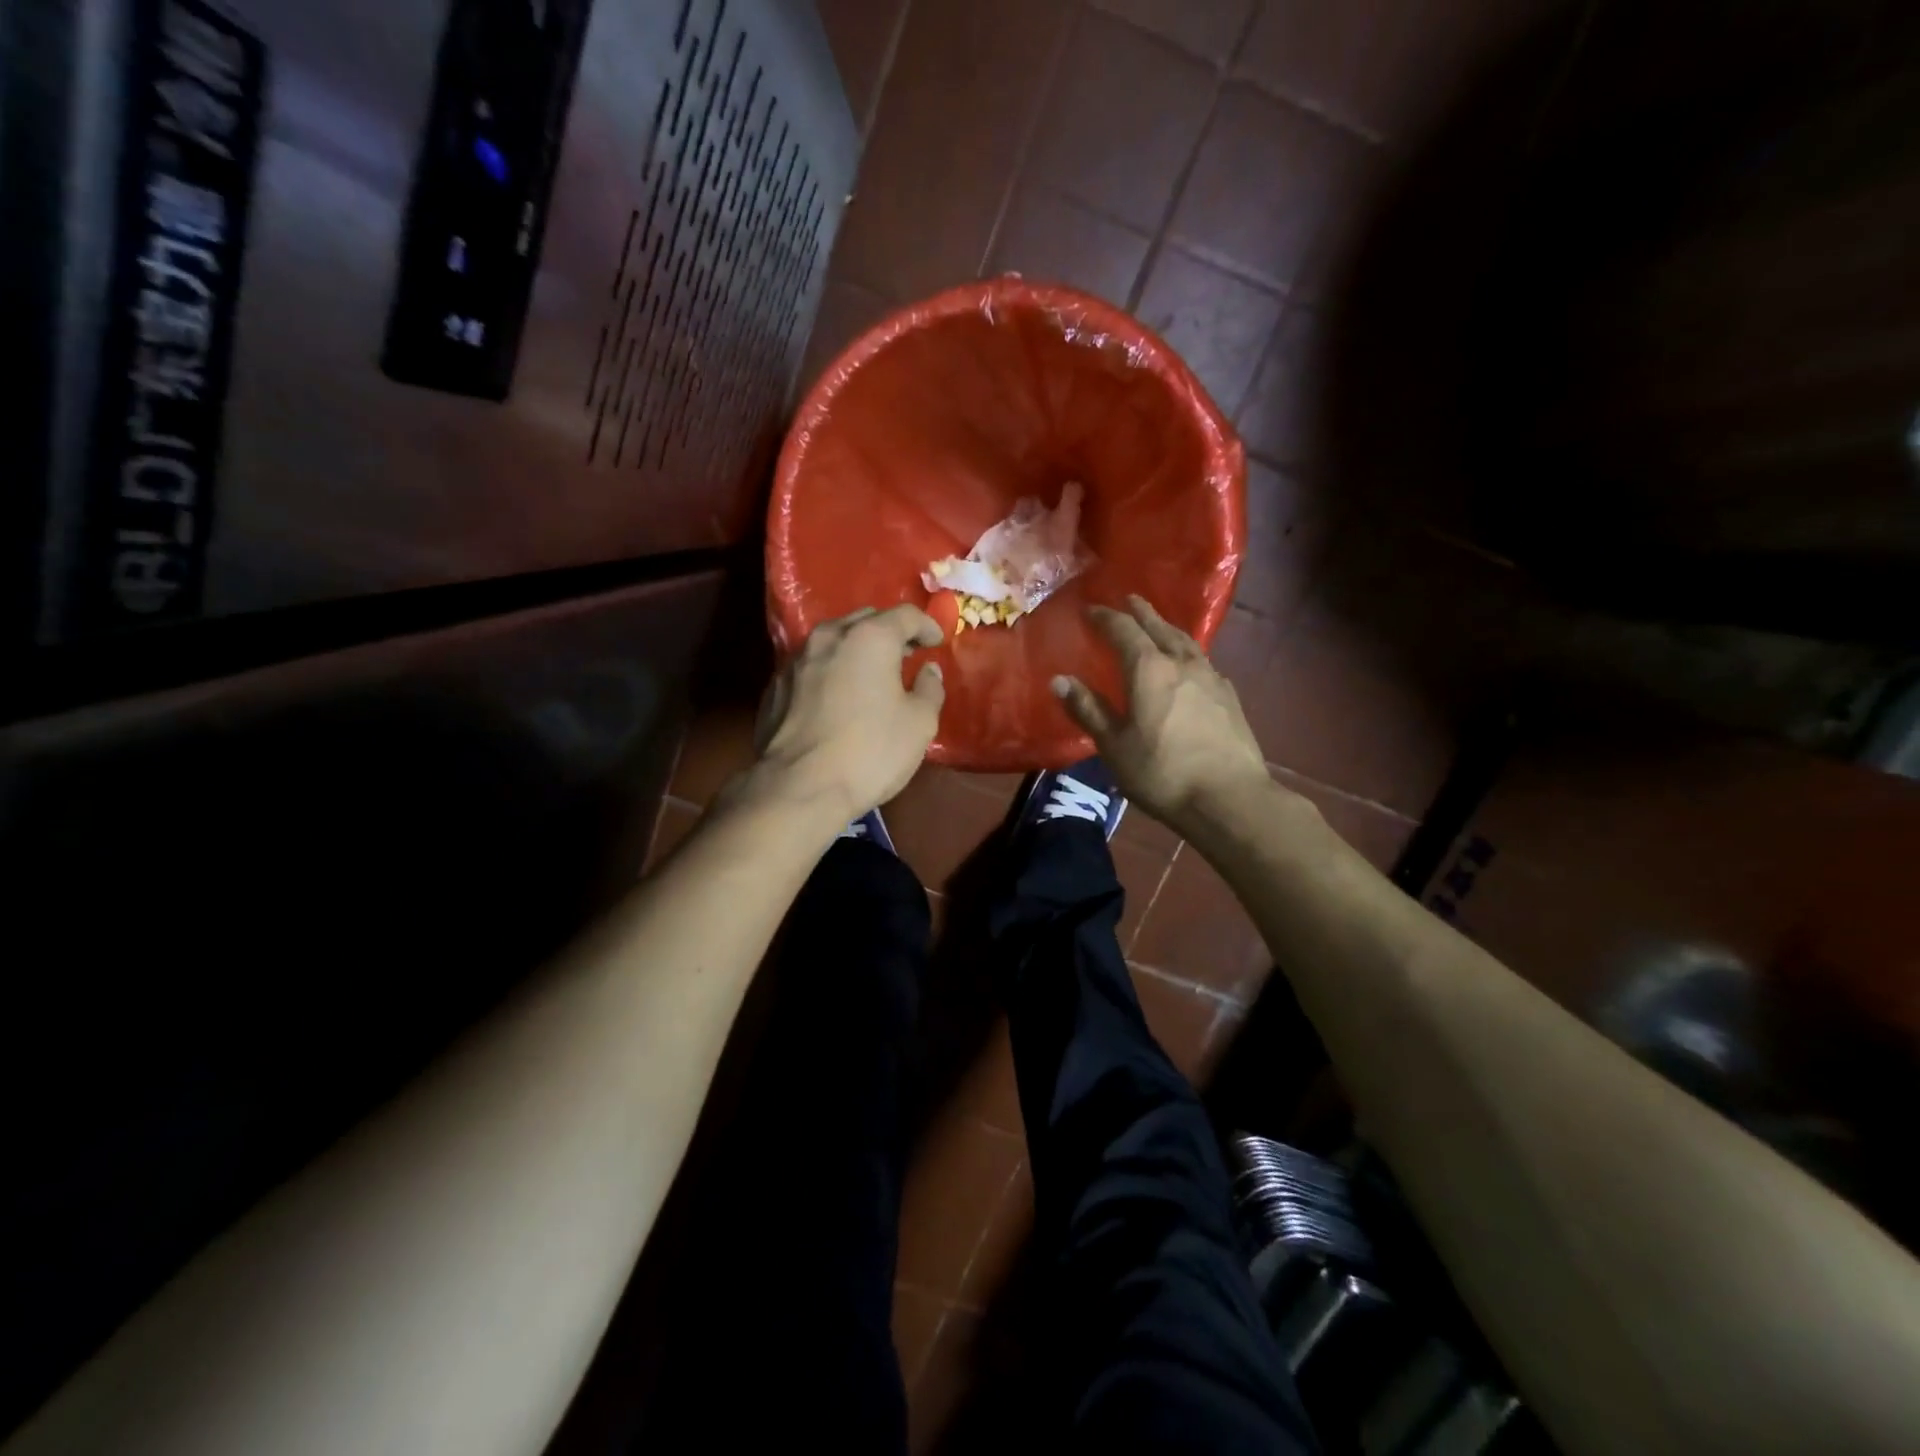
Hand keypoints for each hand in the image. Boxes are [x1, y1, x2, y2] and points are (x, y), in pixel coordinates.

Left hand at [750, 605, 945, 822]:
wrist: (799, 787)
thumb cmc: (870, 752)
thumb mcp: (919, 724)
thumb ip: (930, 689)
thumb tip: (928, 671)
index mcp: (870, 638)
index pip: (905, 615)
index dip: (927, 626)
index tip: (937, 642)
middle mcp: (829, 637)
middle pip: (866, 620)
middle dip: (889, 632)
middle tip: (906, 655)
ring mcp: (796, 660)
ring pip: (834, 640)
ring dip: (856, 650)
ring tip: (870, 674)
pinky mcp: (776, 686)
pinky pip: (811, 666)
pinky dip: (830, 671)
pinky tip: (837, 696)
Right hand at [1052, 595, 1273, 834]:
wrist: (1229, 798)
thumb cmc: (1161, 772)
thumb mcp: (1114, 745)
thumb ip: (1088, 710)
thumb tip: (1059, 679)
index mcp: (1148, 669)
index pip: (1123, 630)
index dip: (1105, 617)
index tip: (1090, 610)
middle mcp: (1181, 663)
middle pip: (1159, 627)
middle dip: (1141, 612)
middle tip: (1129, 599)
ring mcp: (1210, 677)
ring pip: (1186, 641)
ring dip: (1167, 628)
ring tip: (1159, 624)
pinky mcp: (1229, 697)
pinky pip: (1203, 661)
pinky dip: (1188, 653)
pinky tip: (1189, 665)